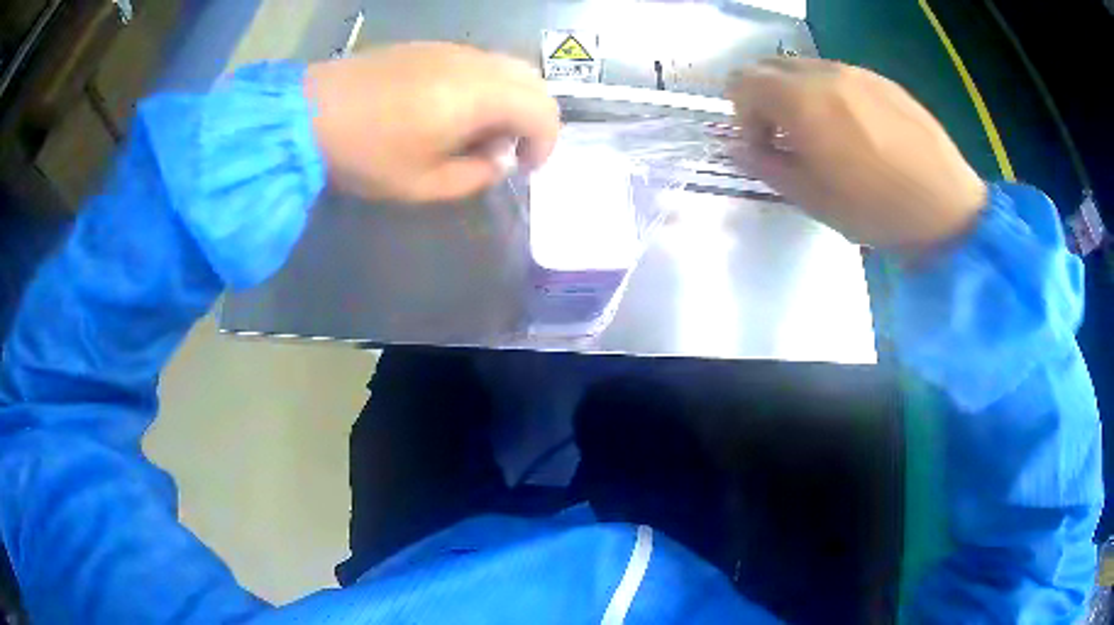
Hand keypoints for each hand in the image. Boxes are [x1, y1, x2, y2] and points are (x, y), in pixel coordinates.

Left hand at [305, 42, 560, 202]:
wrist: (310, 112)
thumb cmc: (365, 153)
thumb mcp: (422, 185)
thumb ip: (474, 177)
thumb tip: (498, 161)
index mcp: (479, 97)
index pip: (543, 111)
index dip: (546, 143)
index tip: (525, 167)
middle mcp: (475, 64)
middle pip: (533, 81)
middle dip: (534, 118)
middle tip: (507, 149)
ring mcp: (452, 49)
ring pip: (507, 66)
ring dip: (510, 99)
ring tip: (479, 131)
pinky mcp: (430, 46)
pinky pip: (479, 61)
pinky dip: (486, 85)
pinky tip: (454, 108)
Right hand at [728, 58, 987, 250]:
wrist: (947, 209)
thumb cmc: (876, 209)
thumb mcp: (812, 198)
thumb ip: (766, 165)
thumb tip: (739, 148)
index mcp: (800, 100)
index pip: (743, 81)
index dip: (743, 114)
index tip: (765, 145)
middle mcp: (825, 73)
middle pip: (771, 66)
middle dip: (766, 98)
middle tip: (789, 138)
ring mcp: (858, 72)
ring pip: (807, 69)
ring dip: (800, 96)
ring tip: (827, 137)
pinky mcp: (884, 81)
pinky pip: (842, 77)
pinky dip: (832, 95)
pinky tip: (860, 133)